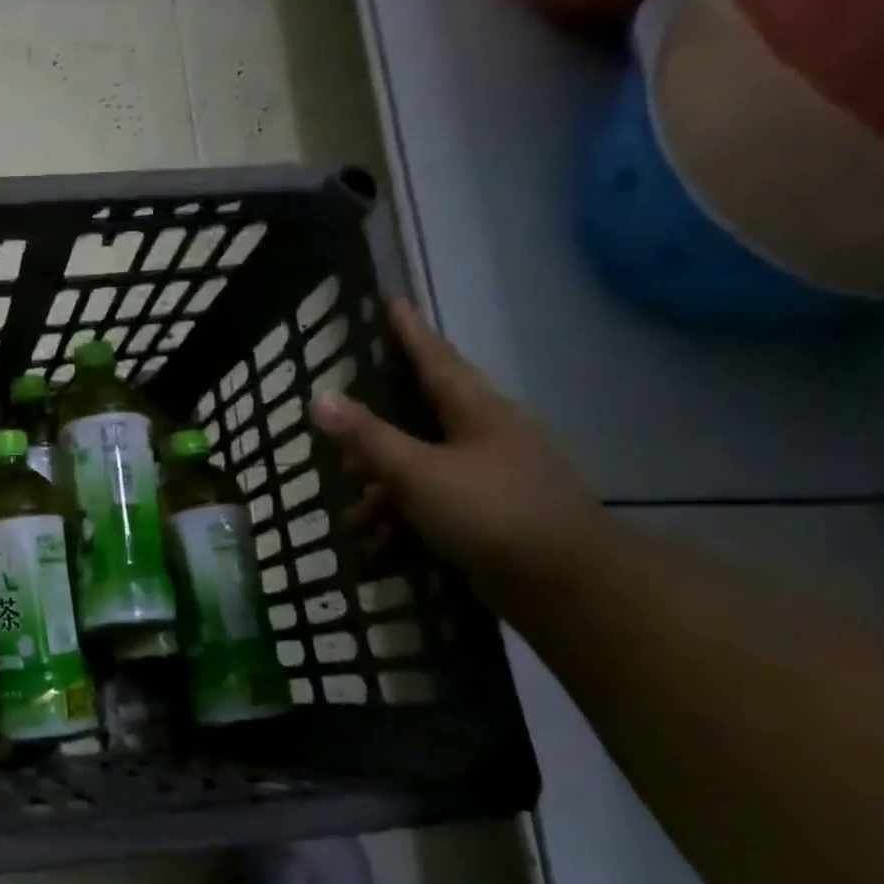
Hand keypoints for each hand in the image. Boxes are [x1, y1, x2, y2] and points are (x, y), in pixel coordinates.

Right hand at [309, 298, 607, 603]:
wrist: (563, 583)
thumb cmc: (489, 511)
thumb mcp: (416, 472)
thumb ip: (367, 436)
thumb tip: (319, 396)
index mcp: (478, 412)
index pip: (435, 359)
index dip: (409, 332)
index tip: (391, 300)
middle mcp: (486, 437)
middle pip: (416, 422)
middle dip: (372, 444)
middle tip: (340, 453)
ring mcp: (490, 477)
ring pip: (418, 472)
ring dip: (381, 497)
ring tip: (354, 526)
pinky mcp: (488, 515)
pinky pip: (431, 507)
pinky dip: (402, 524)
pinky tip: (377, 552)